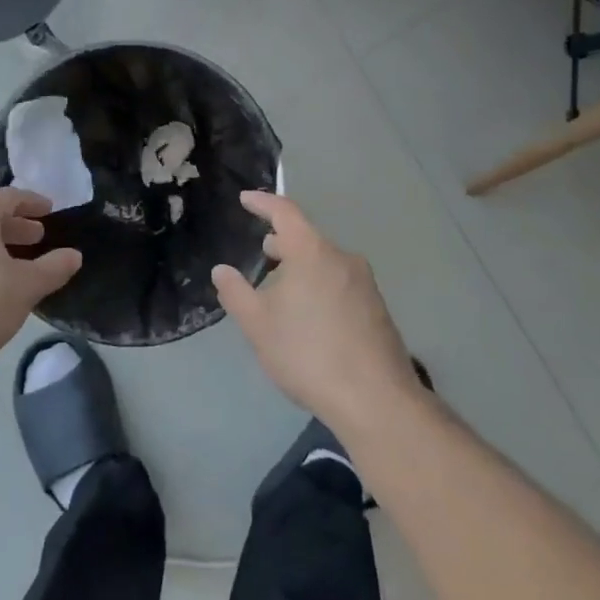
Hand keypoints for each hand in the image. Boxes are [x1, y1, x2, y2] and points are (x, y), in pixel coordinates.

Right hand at [212, 192, 422, 431]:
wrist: (375, 399)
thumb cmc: (308, 353)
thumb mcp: (258, 325)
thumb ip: (236, 293)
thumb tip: (222, 270)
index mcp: (311, 252)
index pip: (285, 212)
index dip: (263, 202)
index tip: (245, 199)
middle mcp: (342, 258)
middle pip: (306, 238)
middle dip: (281, 243)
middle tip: (260, 254)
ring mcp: (365, 283)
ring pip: (324, 262)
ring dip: (300, 268)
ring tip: (281, 289)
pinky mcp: (377, 308)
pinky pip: (339, 283)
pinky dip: (319, 286)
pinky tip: (309, 317)